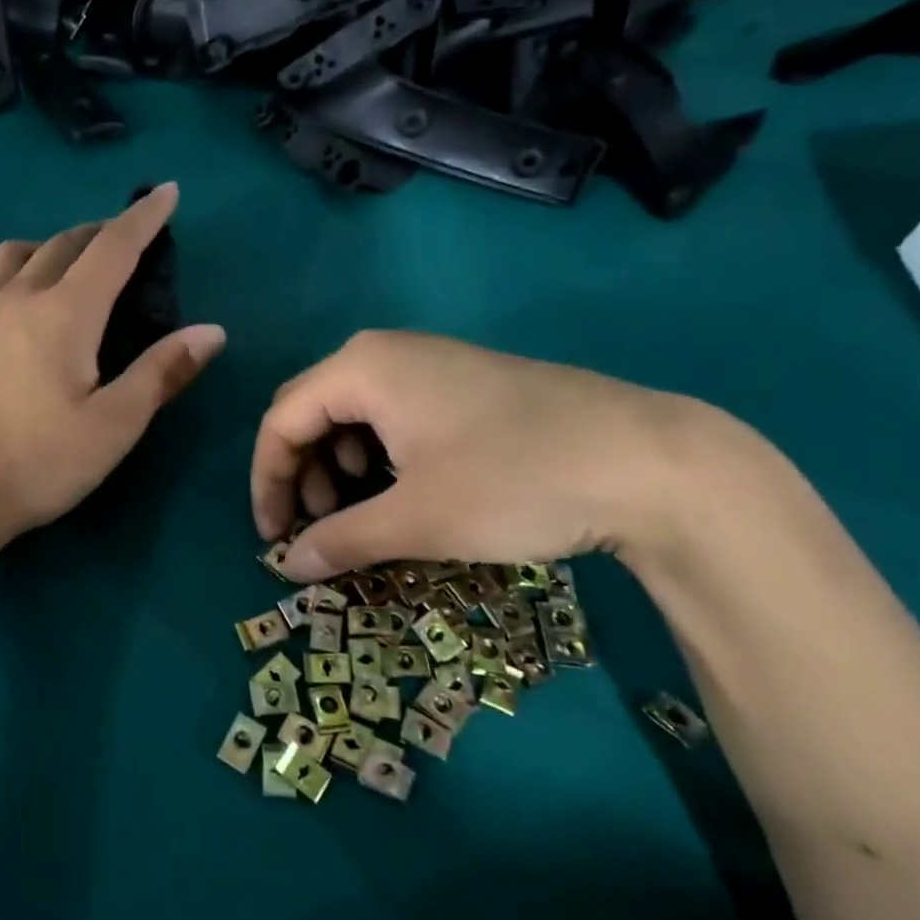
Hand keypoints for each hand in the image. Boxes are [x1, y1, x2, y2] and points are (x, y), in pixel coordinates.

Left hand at [0, 184, 225, 555]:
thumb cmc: (39, 464)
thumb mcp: (114, 425)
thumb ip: (162, 372)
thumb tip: (212, 330)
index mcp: (65, 313)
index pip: (113, 247)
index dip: (144, 217)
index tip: (166, 191)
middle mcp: (18, 298)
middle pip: (64, 244)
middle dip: (101, 232)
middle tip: (126, 238)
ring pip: (15, 254)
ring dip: (50, 246)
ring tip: (68, 264)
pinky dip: (8, 273)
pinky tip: (10, 298)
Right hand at [250, 330, 700, 580]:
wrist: (652, 462)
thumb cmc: (514, 481)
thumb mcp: (417, 520)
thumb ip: (341, 541)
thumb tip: (287, 567)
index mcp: (362, 368)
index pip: (281, 421)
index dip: (267, 482)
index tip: (274, 539)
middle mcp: (388, 352)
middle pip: (312, 411)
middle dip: (302, 474)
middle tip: (318, 528)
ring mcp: (431, 362)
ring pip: (353, 413)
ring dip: (339, 466)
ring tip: (361, 514)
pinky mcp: (465, 382)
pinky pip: (394, 413)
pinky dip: (379, 455)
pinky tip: (405, 490)